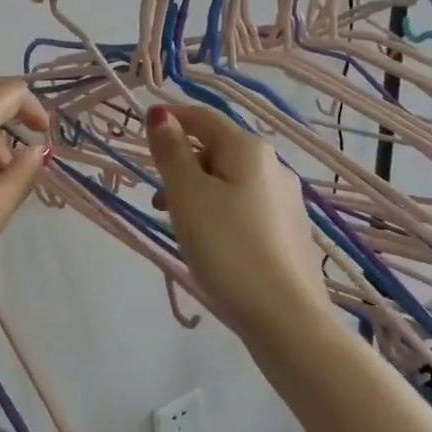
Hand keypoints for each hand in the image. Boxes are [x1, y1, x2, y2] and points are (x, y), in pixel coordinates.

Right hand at [146, 103, 328, 339]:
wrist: (286, 317)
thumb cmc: (227, 248)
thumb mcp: (187, 196)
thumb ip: (171, 152)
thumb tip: (161, 114)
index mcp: (249, 150)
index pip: (204, 117)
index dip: (172, 118)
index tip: (142, 132)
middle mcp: (274, 167)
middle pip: (218, 150)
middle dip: (183, 164)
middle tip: (156, 199)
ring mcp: (286, 201)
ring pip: (231, 182)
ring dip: (199, 192)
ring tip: (179, 226)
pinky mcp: (289, 233)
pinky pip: (245, 208)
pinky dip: (220, 212)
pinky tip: (212, 245)